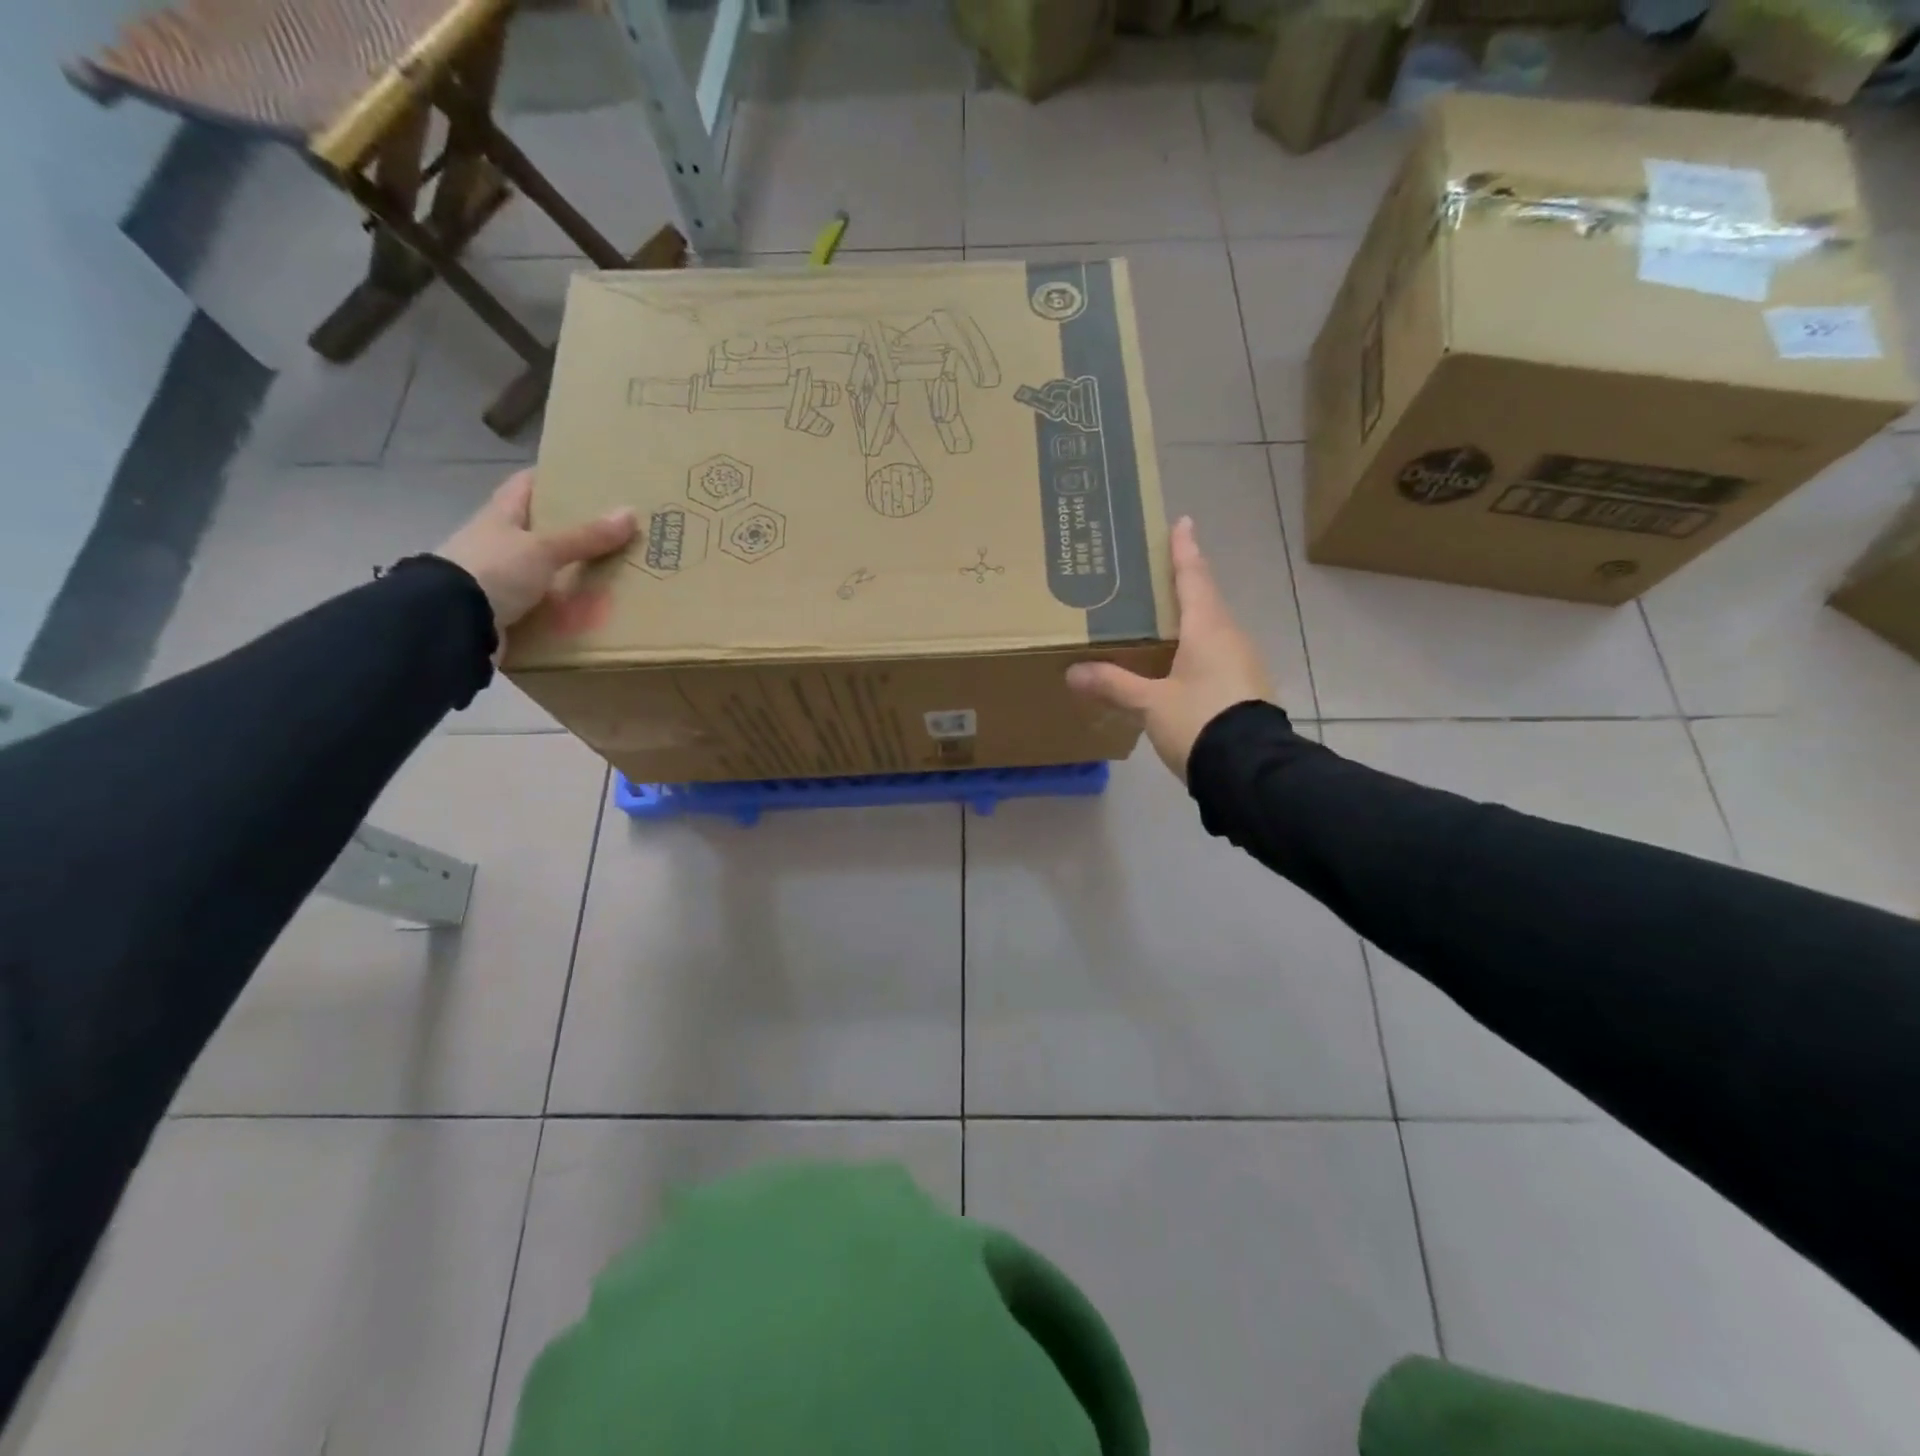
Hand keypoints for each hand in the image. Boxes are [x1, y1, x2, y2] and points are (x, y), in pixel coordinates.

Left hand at [435, 470, 636, 632]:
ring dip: (568, 569)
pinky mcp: (502, 606)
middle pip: (537, 527)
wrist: (453, 621)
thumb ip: (586, 536)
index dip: (552, 477)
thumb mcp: (544, 548)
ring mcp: (497, 574)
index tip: (586, 479)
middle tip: (612, 530)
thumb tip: (631, 513)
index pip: (526, 484)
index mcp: (500, 514)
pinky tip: (587, 606)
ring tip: (609, 571)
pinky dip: (562, 602)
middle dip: (570, 528)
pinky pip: (540, 599)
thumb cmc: (495, 569)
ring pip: (540, 565)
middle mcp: (497, 540)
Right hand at [1066, 516, 1272, 780]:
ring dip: (1189, 619)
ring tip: (1160, 619)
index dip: (1184, 550)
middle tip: (1156, 573)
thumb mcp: (1150, 704)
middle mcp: (1230, 637)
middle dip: (1183, 583)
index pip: (1193, 578)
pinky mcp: (1244, 688)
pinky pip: (1216, 655)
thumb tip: (1074, 672)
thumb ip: (1114, 685)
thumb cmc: (1200, 722)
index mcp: (1208, 629)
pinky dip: (1195, 649)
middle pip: (1204, 601)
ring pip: (1211, 630)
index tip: (1182, 522)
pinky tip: (1177, 664)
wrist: (1251, 771)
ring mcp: (1242, 663)